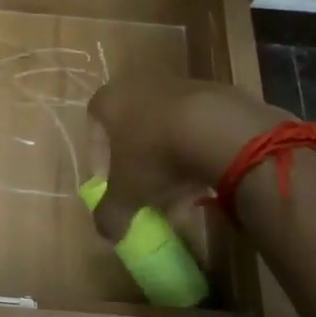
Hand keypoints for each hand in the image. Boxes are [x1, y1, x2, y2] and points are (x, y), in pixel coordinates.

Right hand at [86, 76, 289, 241]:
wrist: (220, 130)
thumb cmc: (156, 155)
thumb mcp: (127, 193)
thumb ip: (110, 213)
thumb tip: (106, 232)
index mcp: (111, 99)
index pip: (95, 125)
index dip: (100, 157)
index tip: (112, 182)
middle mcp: (141, 85)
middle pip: (134, 128)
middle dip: (140, 163)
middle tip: (148, 192)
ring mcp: (180, 85)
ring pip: (167, 130)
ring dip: (170, 161)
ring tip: (183, 196)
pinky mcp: (216, 94)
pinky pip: (198, 128)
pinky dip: (198, 152)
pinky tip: (208, 181)